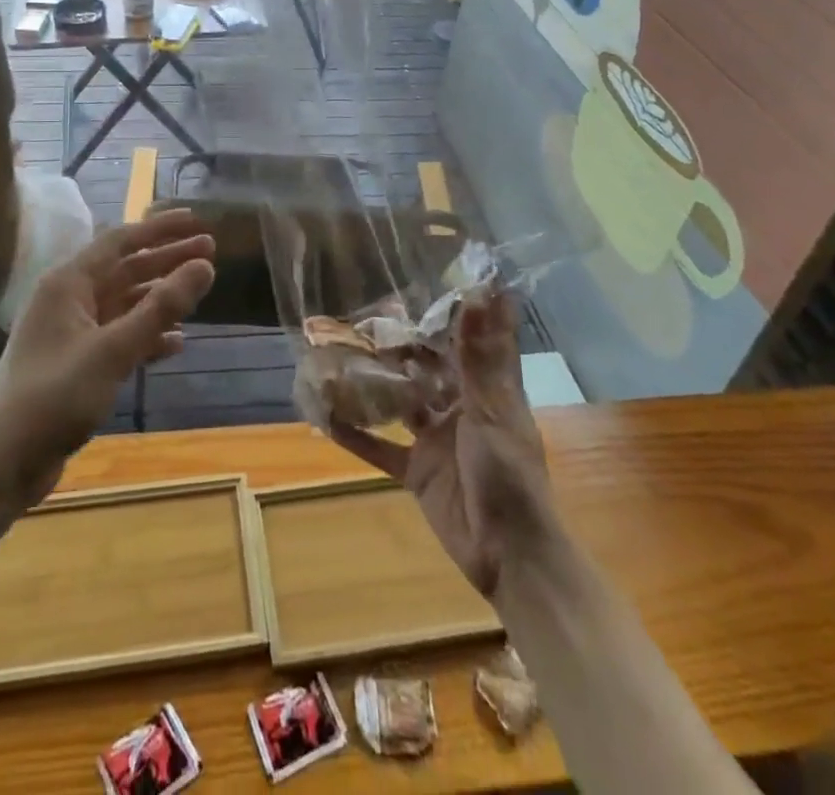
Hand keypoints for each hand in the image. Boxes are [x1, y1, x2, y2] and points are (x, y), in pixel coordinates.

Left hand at [0, 208, 213, 506]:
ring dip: (161, 297)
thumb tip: (206, 266)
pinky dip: (147, 335)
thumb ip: (161, 307)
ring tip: (200, 291)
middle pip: (126, 269)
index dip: (160, 228)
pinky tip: (176, 342)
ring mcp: (72, 332)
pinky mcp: (78, 364)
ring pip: (125, 303)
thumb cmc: (56, 396)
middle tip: (210, 251)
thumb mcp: (114, 349)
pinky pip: (120, 336)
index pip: (120, 240)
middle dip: (167, 260)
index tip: (196, 220)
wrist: (3, 462)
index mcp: (68, 283)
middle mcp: (69, 299)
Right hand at [331, 289, 555, 598]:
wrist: (509, 556)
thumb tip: (480, 293)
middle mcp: (459, 408)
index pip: (469, 341)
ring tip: (339, 353)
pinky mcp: (416, 471)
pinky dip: (355, 435)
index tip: (427, 279)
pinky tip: (325, 416)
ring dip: (374, 384)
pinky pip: (380, 448)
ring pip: (399, 402)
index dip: (452, 313)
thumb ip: (479, 355)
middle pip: (426, 369)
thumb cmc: (509, 476)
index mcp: (486, 391)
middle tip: (365, 313)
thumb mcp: (492, 411)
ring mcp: (435, 440)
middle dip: (401, 345)